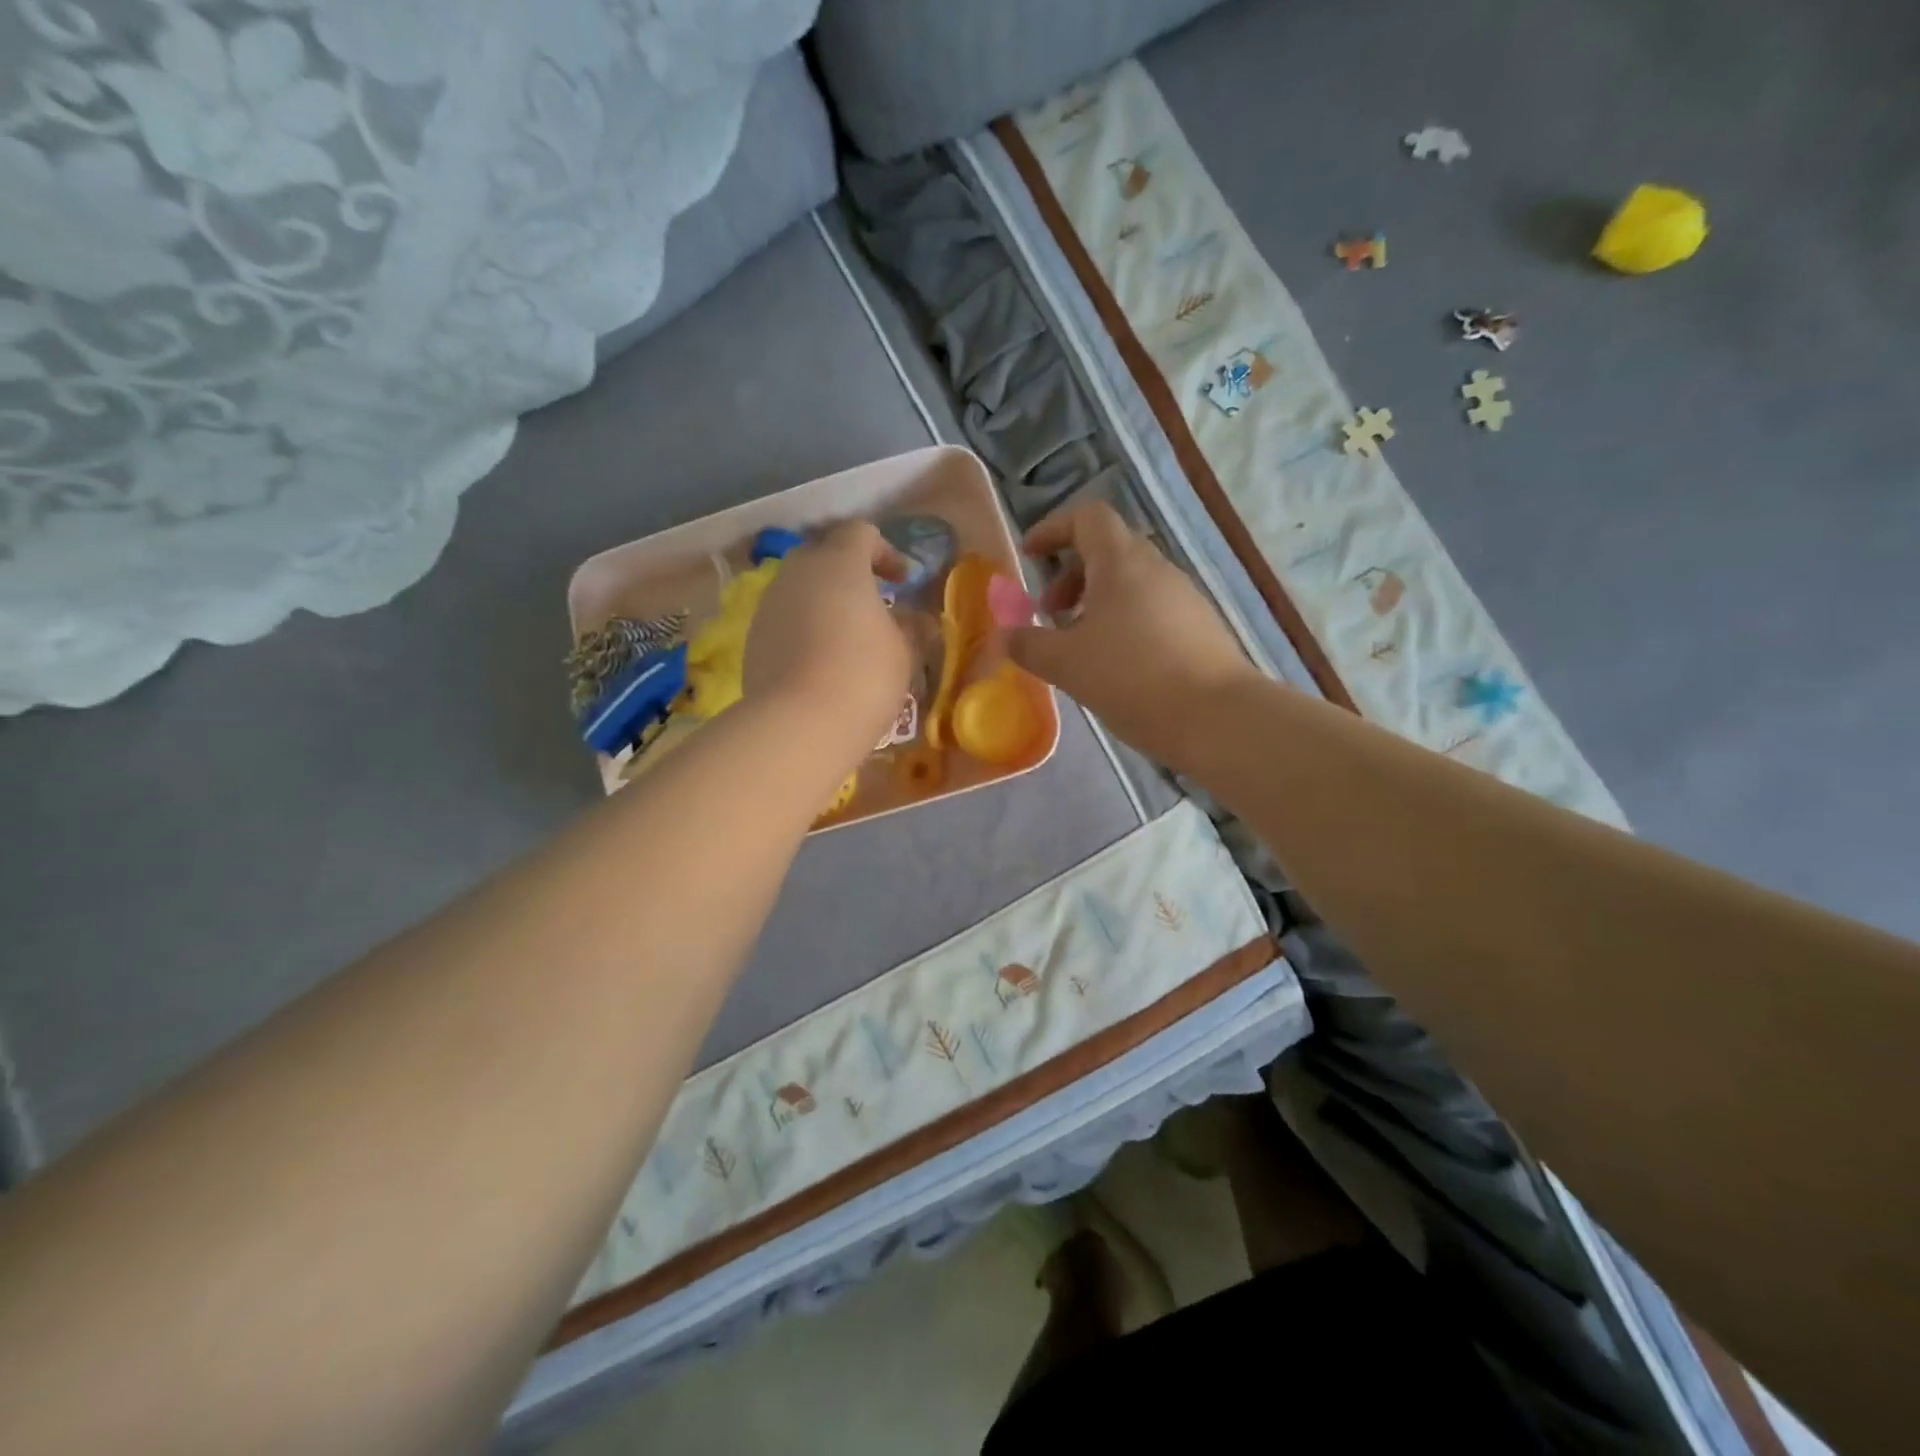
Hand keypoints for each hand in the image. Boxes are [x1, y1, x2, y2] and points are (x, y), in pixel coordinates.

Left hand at [744, 520, 911, 765]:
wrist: (799, 724)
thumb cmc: (864, 676)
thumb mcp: (904, 652)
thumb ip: (910, 626)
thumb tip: (915, 619)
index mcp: (839, 563)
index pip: (860, 533)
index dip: (885, 552)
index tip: (902, 581)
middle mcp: (797, 573)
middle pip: (824, 556)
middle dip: (849, 574)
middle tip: (873, 604)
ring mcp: (769, 605)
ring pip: (800, 589)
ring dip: (824, 602)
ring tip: (846, 636)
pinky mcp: (753, 638)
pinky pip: (785, 620)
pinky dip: (804, 629)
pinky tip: (820, 662)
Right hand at [1007, 500, 1257, 770]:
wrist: (1216, 718)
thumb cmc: (1132, 678)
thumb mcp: (1066, 664)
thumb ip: (1029, 645)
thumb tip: (1006, 635)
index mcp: (1121, 562)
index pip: (1088, 517)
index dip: (1053, 529)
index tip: (1030, 557)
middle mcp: (1157, 568)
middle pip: (1109, 550)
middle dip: (1072, 575)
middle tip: (1051, 613)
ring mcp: (1185, 597)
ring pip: (1132, 583)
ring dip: (1098, 602)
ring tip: (1080, 647)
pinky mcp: (1201, 627)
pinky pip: (1152, 609)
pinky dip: (1125, 622)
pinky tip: (1118, 666)